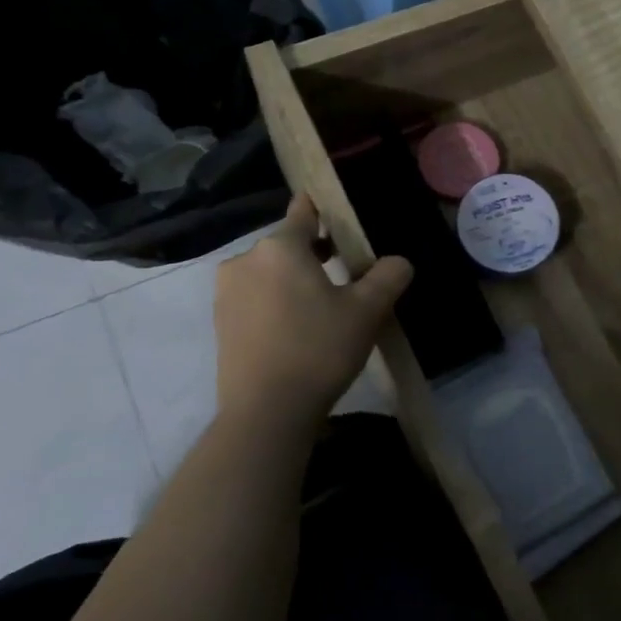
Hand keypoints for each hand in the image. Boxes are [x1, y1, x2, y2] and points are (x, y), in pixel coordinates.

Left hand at [214, 194, 411, 437]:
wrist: (266, 413)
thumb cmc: (318, 349)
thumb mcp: (368, 310)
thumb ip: (388, 276)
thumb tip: (398, 262)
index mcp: (280, 247)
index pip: (303, 211)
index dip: (323, 207)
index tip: (340, 211)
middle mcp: (246, 260)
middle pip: (288, 244)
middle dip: (316, 250)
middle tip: (349, 267)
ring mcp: (227, 293)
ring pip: (271, 272)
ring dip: (296, 278)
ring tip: (327, 301)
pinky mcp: (222, 324)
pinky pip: (257, 297)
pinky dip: (278, 300)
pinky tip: (301, 325)